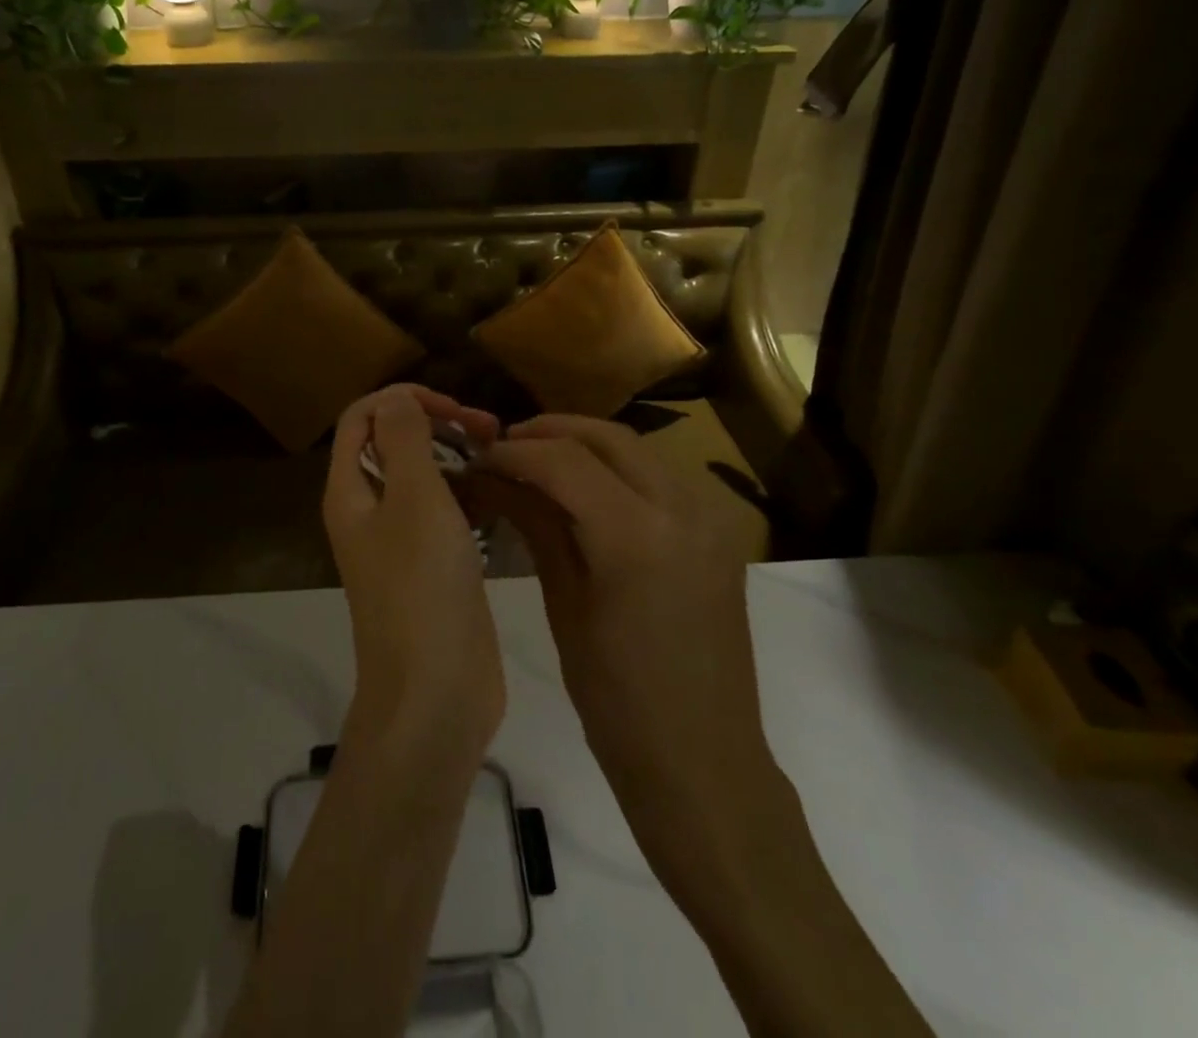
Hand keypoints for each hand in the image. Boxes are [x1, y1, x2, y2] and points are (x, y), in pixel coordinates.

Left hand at [322, 386, 504, 765]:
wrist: (435, 692)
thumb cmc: (422, 585)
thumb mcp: (415, 499)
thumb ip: (405, 439)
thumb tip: (395, 397)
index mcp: (350, 490)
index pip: (362, 417)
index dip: (403, 399)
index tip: (453, 407)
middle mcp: (368, 510)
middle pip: (393, 443)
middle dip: (437, 423)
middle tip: (488, 429)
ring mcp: (400, 541)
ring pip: (423, 477)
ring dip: (455, 456)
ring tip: (500, 455)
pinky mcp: (431, 566)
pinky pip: (444, 512)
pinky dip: (467, 493)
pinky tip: (500, 494)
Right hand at [478, 416, 784, 897]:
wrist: (704, 765)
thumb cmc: (617, 703)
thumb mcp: (565, 606)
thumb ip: (536, 526)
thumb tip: (494, 476)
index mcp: (637, 535)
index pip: (564, 460)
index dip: (515, 451)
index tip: (478, 457)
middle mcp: (682, 509)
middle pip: (608, 437)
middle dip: (551, 432)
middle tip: (505, 445)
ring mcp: (709, 518)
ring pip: (638, 450)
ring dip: (585, 444)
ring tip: (538, 459)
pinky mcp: (719, 533)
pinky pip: (661, 477)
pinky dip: (618, 468)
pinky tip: (586, 487)